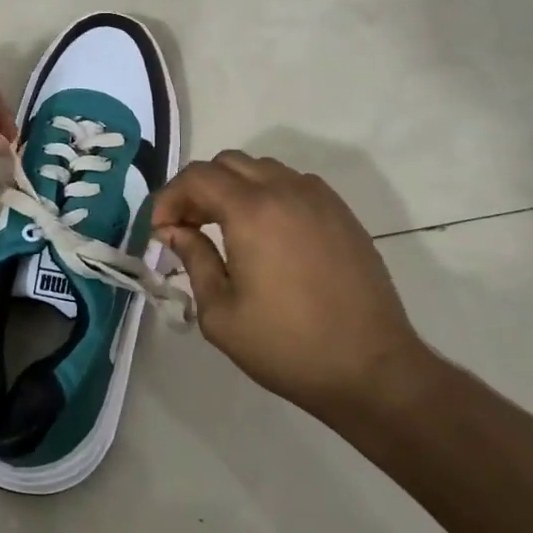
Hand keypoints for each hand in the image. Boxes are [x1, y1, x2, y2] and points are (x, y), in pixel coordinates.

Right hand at [152, 152, 432, 419]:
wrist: (372, 369)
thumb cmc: (287, 346)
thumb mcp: (221, 313)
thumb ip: (193, 260)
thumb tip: (175, 231)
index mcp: (252, 211)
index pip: (197, 177)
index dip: (169, 197)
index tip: (160, 230)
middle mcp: (286, 190)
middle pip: (228, 163)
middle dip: (198, 189)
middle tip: (187, 227)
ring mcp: (319, 198)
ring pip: (262, 168)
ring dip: (233, 188)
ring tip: (224, 228)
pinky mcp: (342, 213)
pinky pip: (293, 184)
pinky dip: (267, 194)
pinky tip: (266, 234)